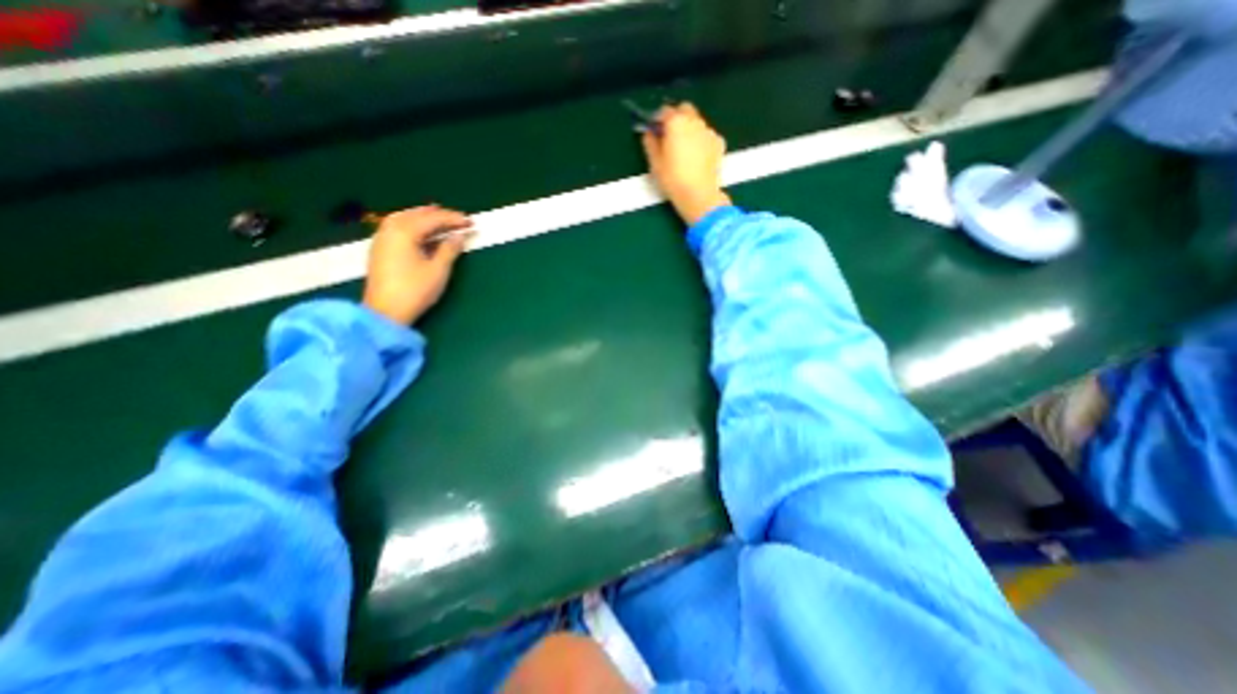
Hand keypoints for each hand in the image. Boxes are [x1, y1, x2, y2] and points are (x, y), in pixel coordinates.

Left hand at [364, 203, 475, 324]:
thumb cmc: (415, 291)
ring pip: (403, 218)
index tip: (471, 222)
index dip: (453, 219)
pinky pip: (396, 227)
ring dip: (423, 216)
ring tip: (439, 219)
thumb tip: (459, 236)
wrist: (385, 312)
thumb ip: (449, 249)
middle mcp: (390, 230)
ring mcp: (381, 239)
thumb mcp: (438, 270)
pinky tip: (420, 231)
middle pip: (416, 214)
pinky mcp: (379, 250)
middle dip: (438, 215)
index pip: (433, 219)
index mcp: (404, 232)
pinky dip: (411, 223)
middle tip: (458, 219)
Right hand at [637, 101, 730, 225]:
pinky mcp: (719, 142)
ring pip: (697, 122)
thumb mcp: (655, 163)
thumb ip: (650, 143)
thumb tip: (649, 133)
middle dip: (676, 118)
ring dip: (689, 129)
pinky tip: (697, 157)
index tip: (655, 132)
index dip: (658, 121)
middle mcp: (694, 120)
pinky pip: (707, 135)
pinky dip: (701, 140)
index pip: (664, 111)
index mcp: (676, 122)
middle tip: (670, 137)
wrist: (699, 194)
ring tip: (684, 150)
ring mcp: (709, 131)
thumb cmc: (673, 179)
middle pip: (684, 110)